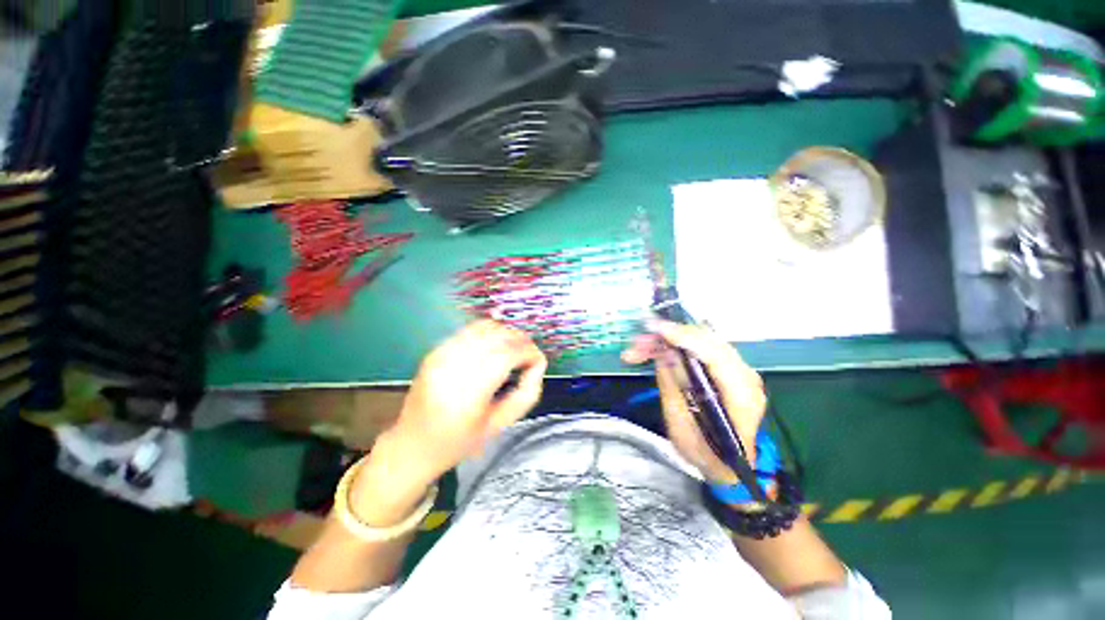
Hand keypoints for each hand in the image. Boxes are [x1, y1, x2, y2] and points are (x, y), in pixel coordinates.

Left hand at [368, 320, 547, 491]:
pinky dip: (489, 332)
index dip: (529, 353)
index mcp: (468, 392)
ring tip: (514, 349)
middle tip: (529, 355)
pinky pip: (470, 330)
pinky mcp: (435, 350)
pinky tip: (495, 346)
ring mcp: (441, 354)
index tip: (538, 361)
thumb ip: (526, 394)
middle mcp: (453, 366)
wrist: (411, 444)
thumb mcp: (499, 425)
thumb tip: (537, 365)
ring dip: (506, 334)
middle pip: (498, 337)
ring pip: (485, 328)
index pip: (507, 355)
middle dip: (521, 341)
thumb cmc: (458, 442)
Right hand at [622, 319, 765, 483]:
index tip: (657, 330)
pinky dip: (677, 345)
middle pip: (708, 342)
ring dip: (669, 339)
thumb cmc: (705, 454)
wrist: (729, 467)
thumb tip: (664, 352)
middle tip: (637, 343)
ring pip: (702, 340)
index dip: (686, 338)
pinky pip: (701, 348)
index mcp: (742, 397)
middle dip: (670, 336)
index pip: (716, 356)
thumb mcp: (681, 426)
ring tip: (639, 347)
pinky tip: (656, 350)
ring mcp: (739, 370)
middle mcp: (746, 376)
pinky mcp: (728, 369)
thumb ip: (673, 386)